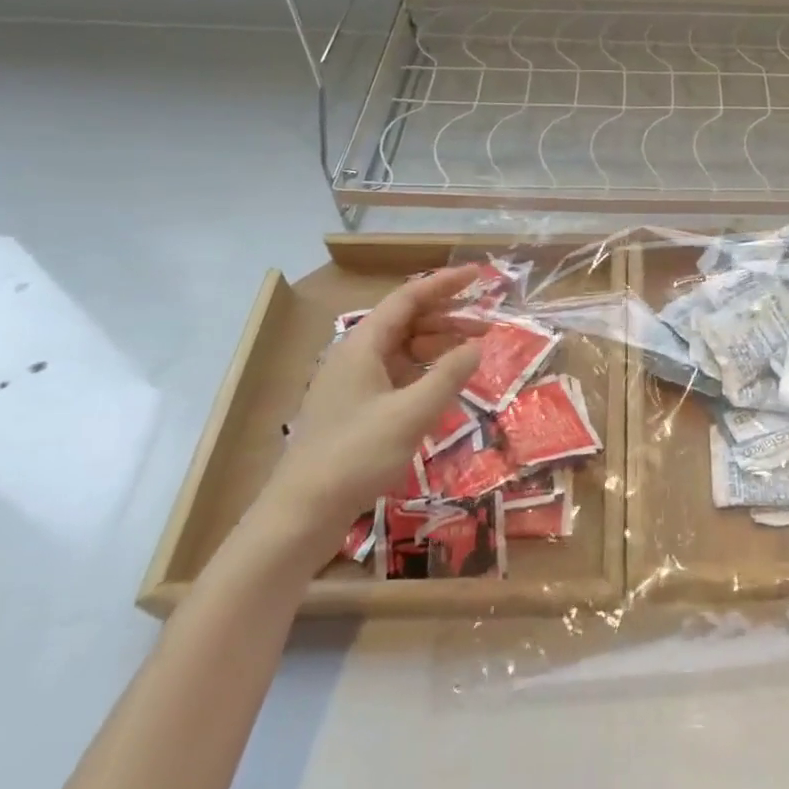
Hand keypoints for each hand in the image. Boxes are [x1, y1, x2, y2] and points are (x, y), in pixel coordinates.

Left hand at [247, 266, 484, 566]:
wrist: (301, 512)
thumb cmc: (355, 455)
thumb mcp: (411, 413)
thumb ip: (449, 375)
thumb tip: (478, 345)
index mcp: (363, 345)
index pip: (409, 298)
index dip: (445, 283)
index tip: (479, 275)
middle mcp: (356, 355)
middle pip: (407, 321)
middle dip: (448, 318)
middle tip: (488, 325)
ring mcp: (353, 383)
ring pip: (402, 349)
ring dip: (438, 346)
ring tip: (473, 355)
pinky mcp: (355, 409)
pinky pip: (397, 375)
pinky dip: (424, 372)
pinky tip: (444, 386)